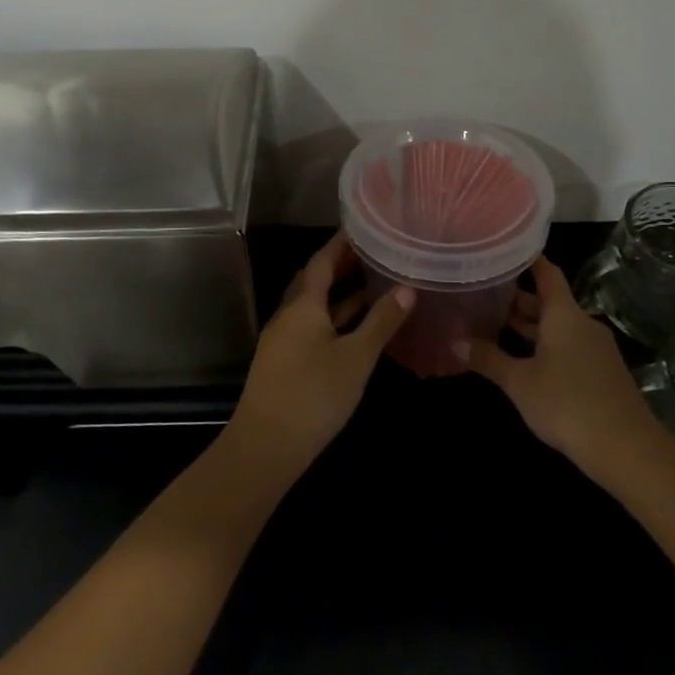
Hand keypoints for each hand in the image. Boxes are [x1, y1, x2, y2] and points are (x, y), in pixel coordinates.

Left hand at [221, 233, 413, 480]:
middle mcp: (289, 314)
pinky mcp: (284, 361)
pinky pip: (311, 325)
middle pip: (315, 280)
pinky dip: (333, 318)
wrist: (266, 446)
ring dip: (339, 293)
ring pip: (313, 305)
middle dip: (342, 265)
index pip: (322, 260)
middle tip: (374, 253)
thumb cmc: (314, 394)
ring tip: (372, 284)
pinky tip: (354, 327)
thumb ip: (382, 322)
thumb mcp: (356, 357)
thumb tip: (408, 289)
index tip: (364, 228)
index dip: (342, 243)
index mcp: (303, 304)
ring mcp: (283, 338)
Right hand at [465, 256, 657, 483]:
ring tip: (495, 324)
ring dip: (530, 326)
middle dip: (518, 299)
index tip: (504, 250)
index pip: (547, 273)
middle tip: (484, 293)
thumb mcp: (519, 382)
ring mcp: (595, 349)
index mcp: (564, 315)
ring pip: (557, 326)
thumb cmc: (567, 404)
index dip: (527, 260)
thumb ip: (488, 359)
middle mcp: (582, 324)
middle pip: (549, 301)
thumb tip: (454, 340)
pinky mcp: (601, 373)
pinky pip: (568, 347)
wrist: (627, 449)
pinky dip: (544, 345)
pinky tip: (523, 359)